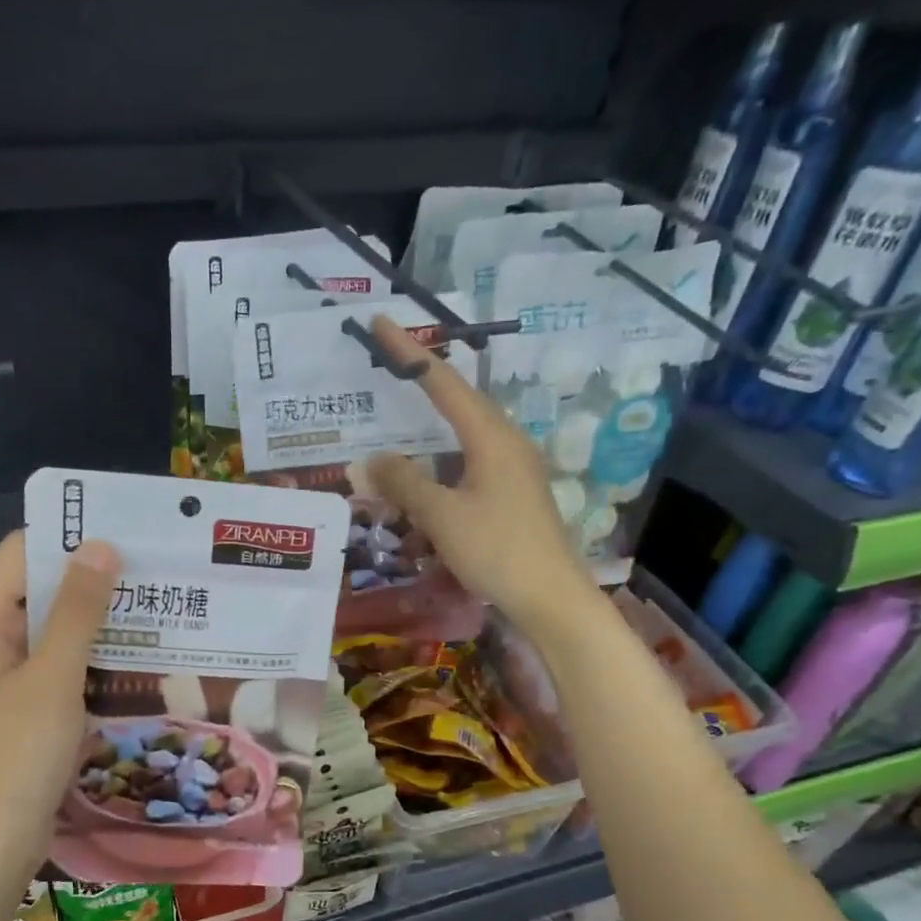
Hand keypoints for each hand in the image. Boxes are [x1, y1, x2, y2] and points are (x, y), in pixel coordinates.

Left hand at [0, 531, 119, 887]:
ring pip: (48, 629)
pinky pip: (52, 665)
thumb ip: (77, 610)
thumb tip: (99, 545)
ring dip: (93, 620)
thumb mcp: (54, 678)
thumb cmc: (17, 757)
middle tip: (152, 573)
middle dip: (90, 580)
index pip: (21, 553)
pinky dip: (85, 657)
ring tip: (152, 608)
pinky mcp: (15, 707)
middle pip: (35, 589)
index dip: (69, 538)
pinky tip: (130, 658)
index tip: (127, 536)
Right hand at [364, 317, 598, 633]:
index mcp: (491, 437)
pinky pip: (469, 463)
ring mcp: (514, 470)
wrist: (551, 597)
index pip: (443, 382)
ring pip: (464, 435)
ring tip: (400, 415)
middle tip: (388, 363)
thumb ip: (404, 483)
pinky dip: (441, 460)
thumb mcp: (442, 516)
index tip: (382, 323)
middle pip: (459, 401)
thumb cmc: (497, 550)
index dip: (410, 352)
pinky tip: (426, 475)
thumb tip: (369, 460)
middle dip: (423, 380)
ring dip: (431, 425)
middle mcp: (506, 443)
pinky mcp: (513, 495)